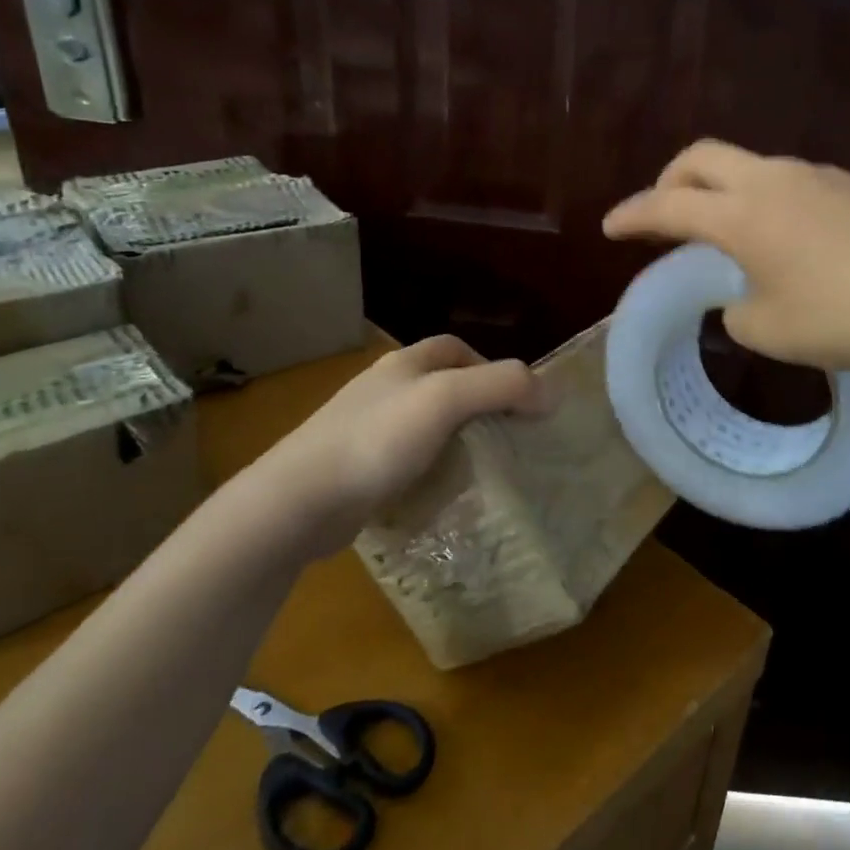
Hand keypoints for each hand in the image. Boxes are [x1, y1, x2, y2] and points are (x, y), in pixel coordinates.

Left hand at [233, 336, 545, 553]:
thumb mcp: (447, 400)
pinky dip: (432, 469)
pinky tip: (443, 492)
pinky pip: (407, 460)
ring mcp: (366, 430)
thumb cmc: (377, 440)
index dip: (490, 365)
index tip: (517, 399)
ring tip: (484, 467)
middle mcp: (384, 389)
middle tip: (508, 437)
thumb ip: (503, 386)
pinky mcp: (357, 469)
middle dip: (478, 406)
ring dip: (457, 440)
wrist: (298, 501)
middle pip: (443, 386)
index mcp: (404, 364)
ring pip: (426, 425)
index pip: (454, 348)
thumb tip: (552, 392)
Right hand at [603, 140, 849, 374]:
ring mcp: (822, 175)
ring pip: (754, 167)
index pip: (668, 206)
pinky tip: (797, 242)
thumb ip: (736, 310)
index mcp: (743, 215)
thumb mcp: (770, 331)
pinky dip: (774, 203)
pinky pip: (799, 183)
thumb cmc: (844, 320)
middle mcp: (776, 180)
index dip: (632, 215)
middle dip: (670, 181)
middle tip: (663, 213)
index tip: (610, 226)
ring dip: (727, 192)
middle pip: (703, 157)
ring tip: (734, 234)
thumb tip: (741, 296)